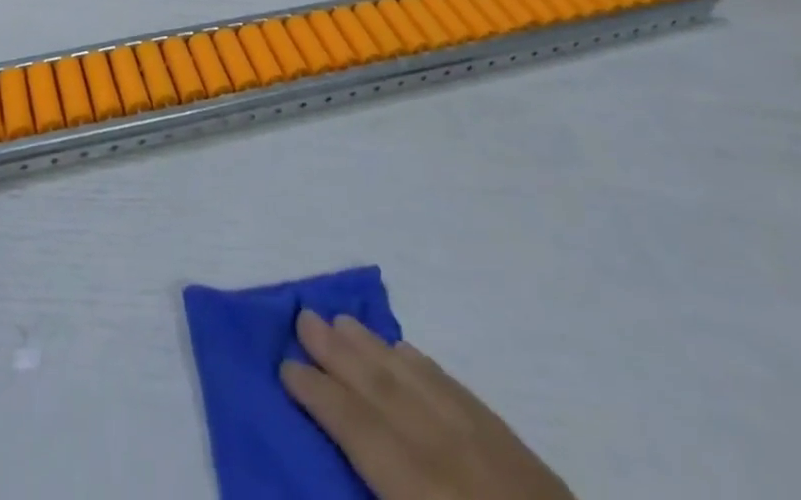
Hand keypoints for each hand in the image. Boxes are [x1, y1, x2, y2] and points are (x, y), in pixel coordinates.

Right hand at [281, 312, 573, 499]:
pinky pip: (457, 389)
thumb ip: (384, 489)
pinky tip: (403, 351)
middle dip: (340, 353)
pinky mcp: (514, 445)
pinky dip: (423, 366)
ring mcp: (488, 444)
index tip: (286, 367)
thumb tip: (350, 454)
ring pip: (419, 380)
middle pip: (386, 391)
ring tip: (340, 321)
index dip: (321, 397)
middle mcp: (452, 456)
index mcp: (426, 492)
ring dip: (375, 348)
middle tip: (304, 317)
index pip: (363, 433)